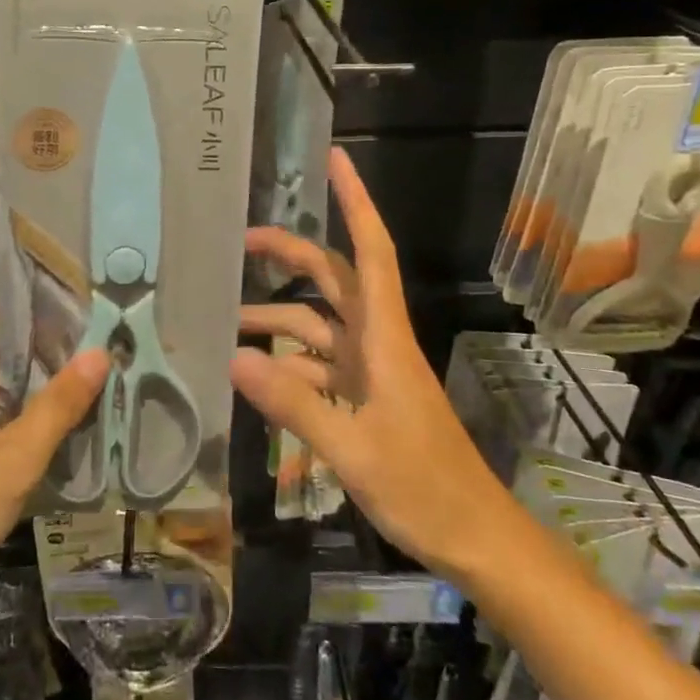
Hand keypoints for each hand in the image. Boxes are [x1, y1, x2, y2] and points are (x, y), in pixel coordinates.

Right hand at [231, 149, 503, 576]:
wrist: (475, 539)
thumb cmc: (425, 489)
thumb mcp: (354, 449)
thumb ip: (294, 404)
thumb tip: (234, 358)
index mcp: (384, 339)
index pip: (370, 252)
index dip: (355, 202)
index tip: (335, 160)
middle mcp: (376, 343)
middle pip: (332, 280)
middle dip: (290, 254)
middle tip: (239, 242)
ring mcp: (369, 372)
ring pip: (316, 327)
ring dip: (275, 319)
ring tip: (225, 323)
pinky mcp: (362, 400)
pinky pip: (317, 367)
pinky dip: (286, 364)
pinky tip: (254, 375)